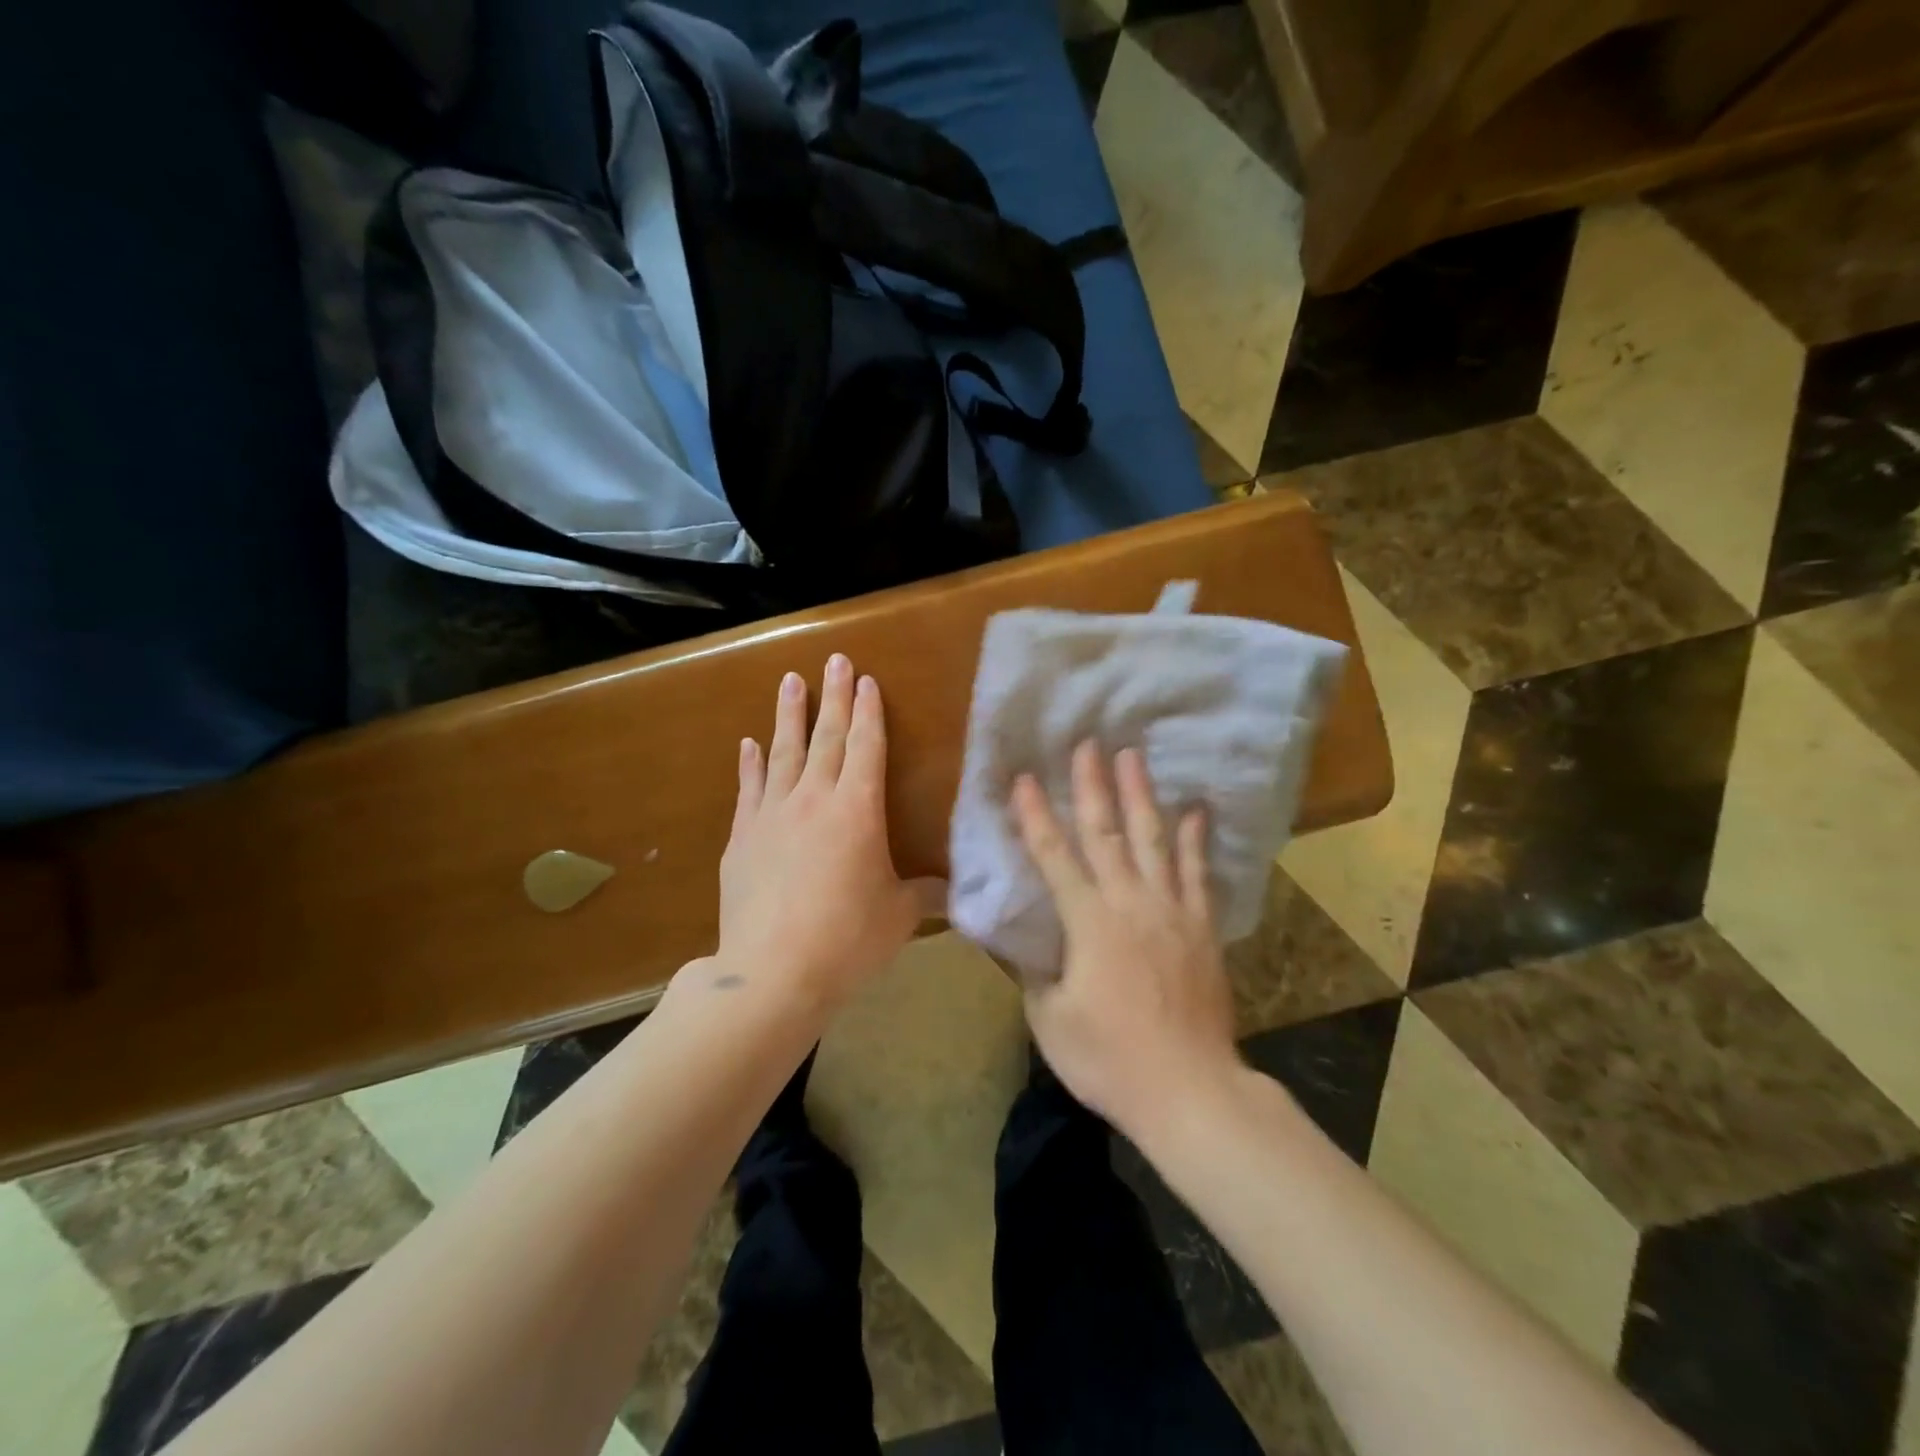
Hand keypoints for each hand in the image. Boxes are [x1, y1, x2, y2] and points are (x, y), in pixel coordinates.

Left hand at [711, 654, 945, 1010]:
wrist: (772, 972)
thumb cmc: (847, 940)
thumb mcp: (899, 917)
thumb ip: (924, 894)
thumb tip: (952, 891)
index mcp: (858, 810)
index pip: (866, 747)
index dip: (868, 712)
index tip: (866, 679)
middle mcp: (813, 800)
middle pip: (825, 737)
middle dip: (833, 696)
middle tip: (833, 660)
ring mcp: (772, 816)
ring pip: (783, 753)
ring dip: (788, 715)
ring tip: (789, 681)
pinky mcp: (742, 839)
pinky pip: (749, 789)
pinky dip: (750, 764)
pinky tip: (749, 744)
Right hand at [1011, 741, 1241, 1133]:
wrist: (1189, 1090)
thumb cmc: (1109, 1059)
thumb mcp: (1050, 1020)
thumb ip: (1033, 974)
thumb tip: (1024, 944)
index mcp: (1088, 923)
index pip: (1054, 857)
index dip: (1035, 816)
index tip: (1024, 779)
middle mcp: (1130, 903)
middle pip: (1107, 834)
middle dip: (1093, 786)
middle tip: (1088, 744)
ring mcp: (1172, 912)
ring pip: (1154, 841)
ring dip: (1142, 796)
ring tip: (1135, 757)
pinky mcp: (1202, 929)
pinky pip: (1198, 875)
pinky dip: (1196, 841)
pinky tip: (1196, 811)